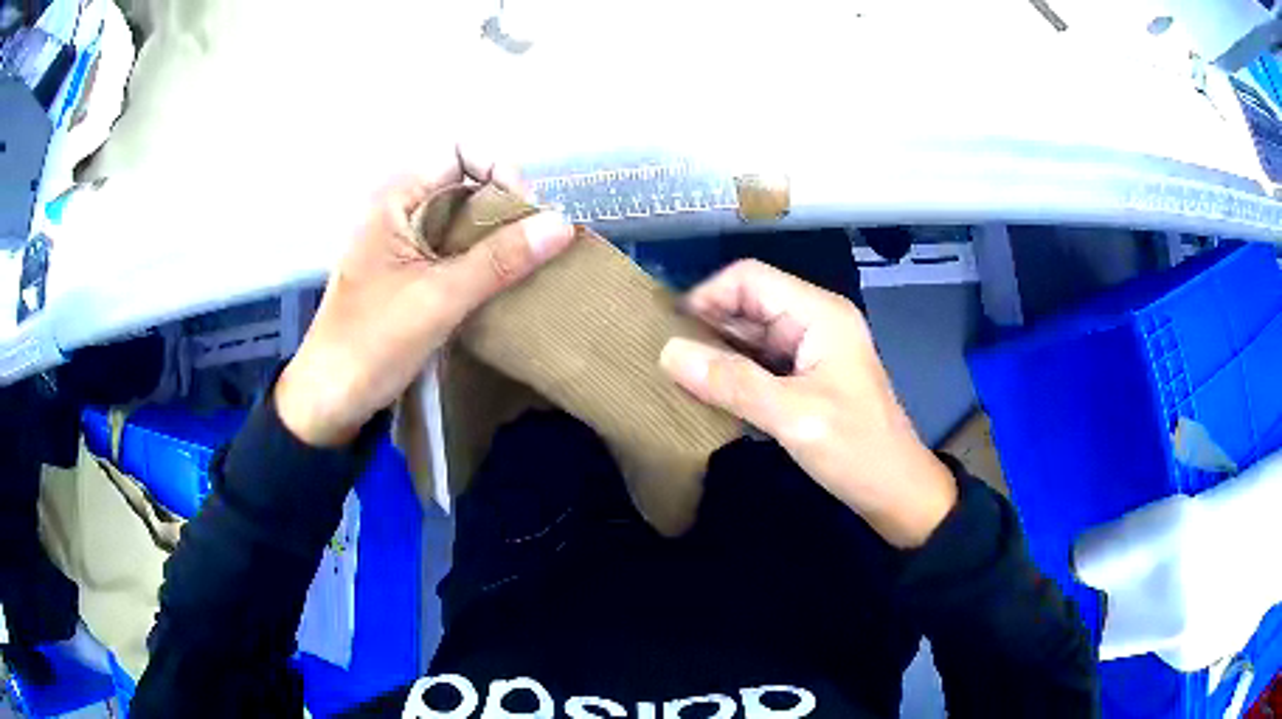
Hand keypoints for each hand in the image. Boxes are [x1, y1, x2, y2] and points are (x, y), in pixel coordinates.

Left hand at [275, 152, 574, 446]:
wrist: (330, 400)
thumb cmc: (372, 343)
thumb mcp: (439, 298)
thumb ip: (499, 260)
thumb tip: (563, 223)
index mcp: (395, 199)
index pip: (459, 152)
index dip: (497, 169)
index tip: (523, 211)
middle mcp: (400, 211)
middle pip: (466, 183)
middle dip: (504, 206)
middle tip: (534, 245)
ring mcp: (404, 243)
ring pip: (463, 220)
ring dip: (497, 236)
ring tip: (527, 266)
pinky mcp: (410, 274)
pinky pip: (455, 250)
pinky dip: (482, 260)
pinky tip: (505, 284)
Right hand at [659, 260, 956, 547]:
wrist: (897, 493)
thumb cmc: (856, 451)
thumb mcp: (793, 417)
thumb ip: (732, 383)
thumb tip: (668, 353)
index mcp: (819, 314)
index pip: (750, 279)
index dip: (706, 297)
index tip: (667, 333)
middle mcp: (813, 322)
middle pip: (747, 304)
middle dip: (706, 326)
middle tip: (661, 359)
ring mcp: (809, 350)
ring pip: (749, 335)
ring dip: (715, 352)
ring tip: (673, 376)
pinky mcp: (805, 378)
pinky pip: (758, 363)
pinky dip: (731, 373)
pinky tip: (704, 393)